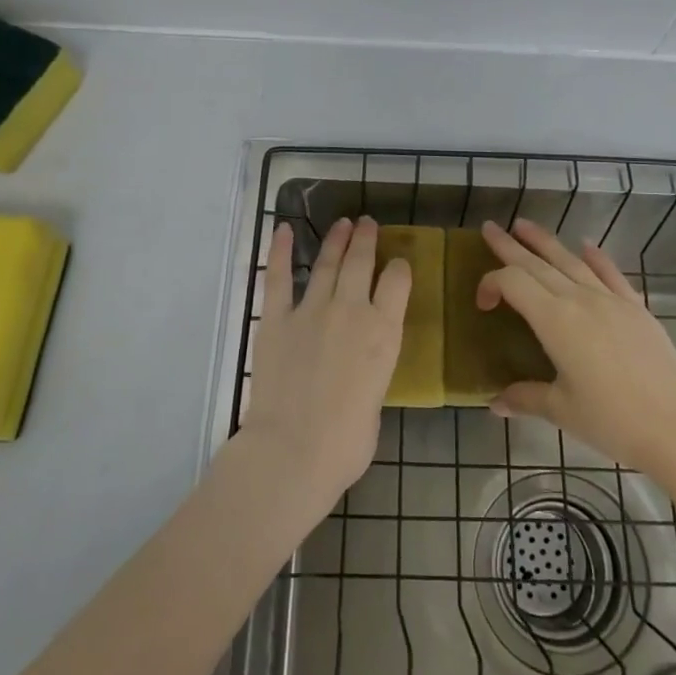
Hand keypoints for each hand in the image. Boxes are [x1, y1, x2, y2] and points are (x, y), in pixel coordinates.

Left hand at [239, 217, 408, 514]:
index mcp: (383, 332)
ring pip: (327, 263)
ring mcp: (311, 310)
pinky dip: (281, 251)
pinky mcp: (276, 318)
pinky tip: (285, 229)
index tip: (398, 263)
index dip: (399, 267)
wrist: (293, 450)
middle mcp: (351, 310)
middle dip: (367, 239)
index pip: (398, 281)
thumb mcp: (377, 400)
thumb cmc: (346, 443)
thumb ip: (371, 372)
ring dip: (336, 240)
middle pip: (362, 261)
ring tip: (342, 223)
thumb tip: (358, 370)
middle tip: (367, 224)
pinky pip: (279, 276)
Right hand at [477, 219, 675, 480]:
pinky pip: (610, 273)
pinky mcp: (636, 308)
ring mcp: (611, 300)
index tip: (482, 305)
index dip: (491, 284)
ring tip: (525, 226)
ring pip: (571, 260)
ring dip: (545, 241)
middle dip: (510, 245)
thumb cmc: (613, 421)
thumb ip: (526, 398)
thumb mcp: (562, 411)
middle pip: (537, 263)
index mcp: (555, 320)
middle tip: (490, 228)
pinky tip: (586, 245)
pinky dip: (595, 257)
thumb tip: (495, 402)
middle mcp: (580, 299)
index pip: (513, 283)